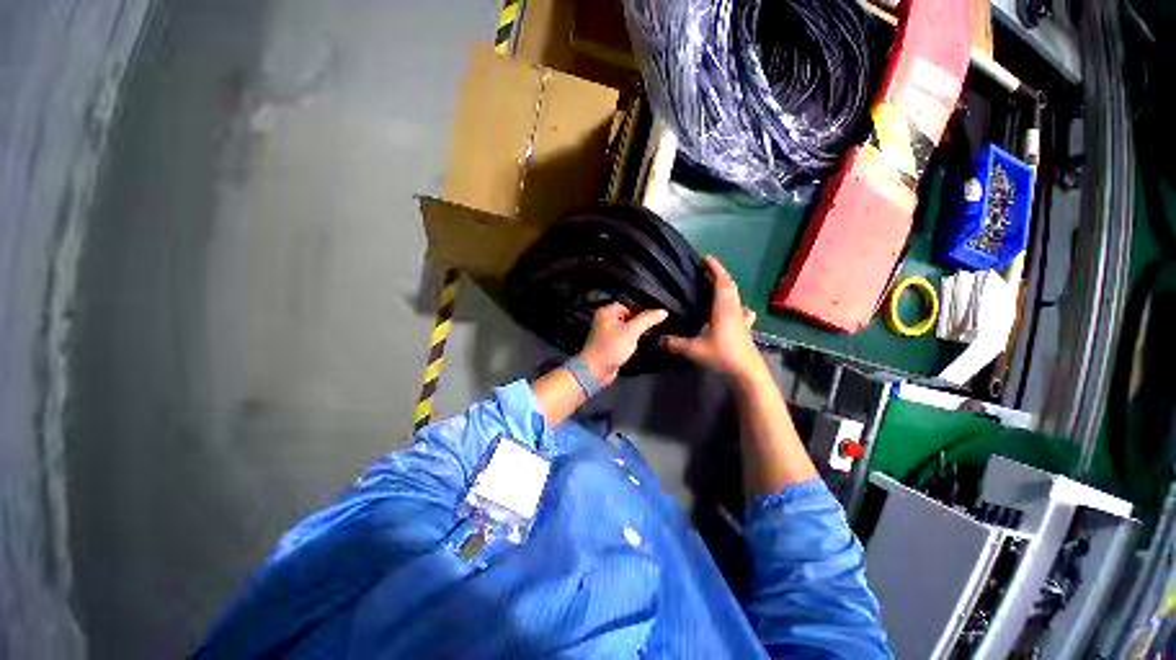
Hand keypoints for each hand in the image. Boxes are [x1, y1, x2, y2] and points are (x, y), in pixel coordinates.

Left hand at [579, 303, 668, 386]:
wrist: (595, 371)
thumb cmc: (612, 347)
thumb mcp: (631, 332)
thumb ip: (647, 320)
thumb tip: (663, 311)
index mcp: (606, 312)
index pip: (627, 306)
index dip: (639, 312)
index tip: (651, 321)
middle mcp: (603, 320)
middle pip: (626, 317)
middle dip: (638, 324)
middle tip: (651, 330)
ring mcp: (605, 334)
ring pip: (625, 329)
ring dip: (635, 334)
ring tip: (648, 338)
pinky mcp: (607, 345)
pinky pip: (622, 339)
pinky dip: (630, 342)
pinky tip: (638, 347)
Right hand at [664, 256, 762, 378]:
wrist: (746, 369)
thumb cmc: (722, 354)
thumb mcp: (694, 349)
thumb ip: (675, 343)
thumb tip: (658, 340)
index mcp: (723, 307)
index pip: (721, 281)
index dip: (715, 267)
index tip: (705, 258)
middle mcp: (733, 308)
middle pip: (729, 285)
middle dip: (719, 274)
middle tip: (705, 270)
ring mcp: (741, 316)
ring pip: (735, 295)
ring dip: (725, 286)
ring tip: (713, 285)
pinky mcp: (744, 325)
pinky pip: (739, 308)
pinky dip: (734, 302)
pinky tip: (732, 308)